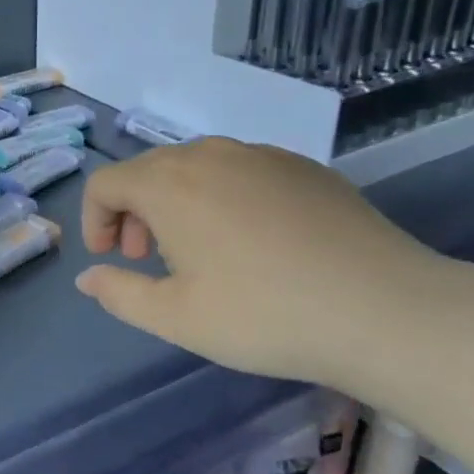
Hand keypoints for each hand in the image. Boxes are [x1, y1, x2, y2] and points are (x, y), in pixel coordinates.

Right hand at [74, 138, 457, 388]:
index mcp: (168, 184)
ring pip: (195, 167)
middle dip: (134, 212)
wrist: (386, 310)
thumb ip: (119, 293)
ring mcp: (261, 155)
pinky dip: (224, 197)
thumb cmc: (264, 315)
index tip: (111, 258)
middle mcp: (208, 155)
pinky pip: (241, 171)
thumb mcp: (177, 318)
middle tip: (150, 260)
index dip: (95, 219)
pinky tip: (255, 242)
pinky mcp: (302, 167)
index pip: (105, 183)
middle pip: (148, 171)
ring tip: (201, 252)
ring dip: (177, 203)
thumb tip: (87, 278)